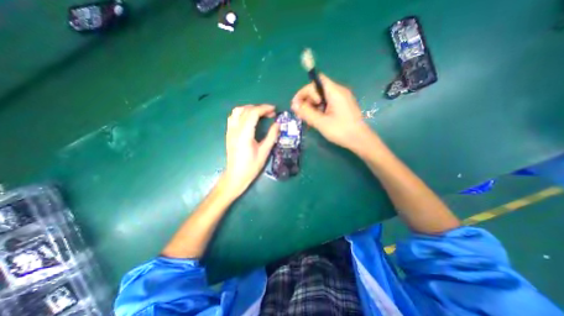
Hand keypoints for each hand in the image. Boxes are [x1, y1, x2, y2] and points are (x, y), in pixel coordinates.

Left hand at [221, 104, 280, 196]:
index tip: (274, 110)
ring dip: (250, 109)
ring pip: (237, 111)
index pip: (253, 113)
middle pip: (246, 110)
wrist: (236, 175)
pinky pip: (233, 117)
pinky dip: (242, 113)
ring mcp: (230, 131)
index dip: (264, 108)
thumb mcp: (264, 152)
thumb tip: (278, 124)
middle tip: (270, 113)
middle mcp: (235, 129)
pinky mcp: (229, 133)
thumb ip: (272, 136)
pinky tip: (249, 119)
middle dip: (259, 108)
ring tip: (260, 114)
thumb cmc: (251, 166)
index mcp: (244, 134)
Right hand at [291, 74, 373, 152]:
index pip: (316, 81)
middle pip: (318, 89)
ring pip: (321, 98)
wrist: (361, 140)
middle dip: (307, 101)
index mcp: (335, 92)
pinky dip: (319, 110)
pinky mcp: (342, 106)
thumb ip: (306, 112)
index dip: (304, 91)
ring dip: (312, 107)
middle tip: (301, 115)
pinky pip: (327, 104)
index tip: (297, 104)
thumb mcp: (321, 122)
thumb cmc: (341, 131)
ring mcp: (341, 99)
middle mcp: (338, 92)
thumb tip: (294, 105)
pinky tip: (316, 120)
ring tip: (308, 120)